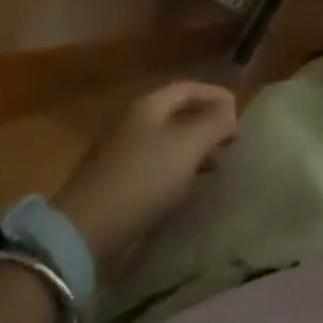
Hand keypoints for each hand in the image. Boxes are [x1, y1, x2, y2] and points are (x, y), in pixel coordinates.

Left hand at [54, 81, 238, 270]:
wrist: (84, 234)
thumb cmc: (142, 179)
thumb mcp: (187, 146)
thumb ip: (214, 123)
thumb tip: (230, 111)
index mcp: (148, 105)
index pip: (189, 88)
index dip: (216, 95)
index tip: (239, 113)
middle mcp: (133, 123)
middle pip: (177, 115)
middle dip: (206, 125)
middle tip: (230, 143)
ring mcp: (121, 155)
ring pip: (166, 144)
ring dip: (192, 152)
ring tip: (215, 168)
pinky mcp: (115, 187)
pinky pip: (154, 169)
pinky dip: (176, 173)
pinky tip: (185, 191)